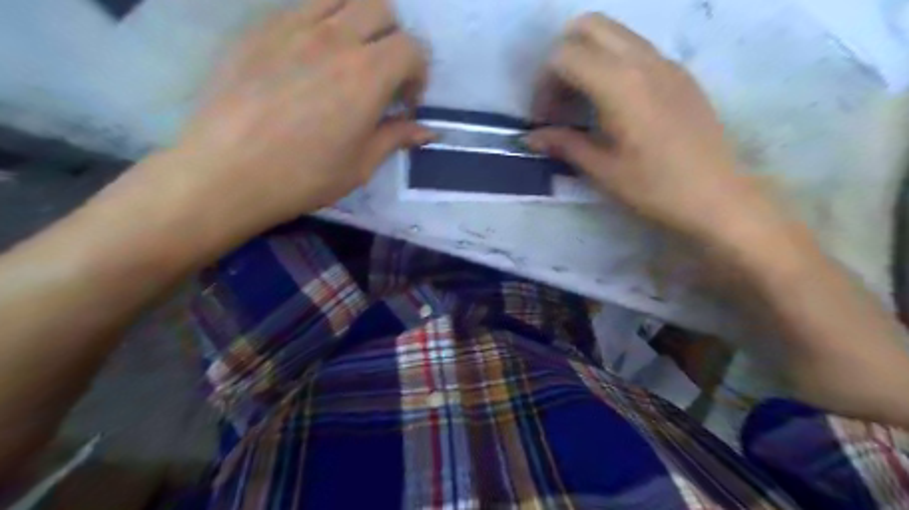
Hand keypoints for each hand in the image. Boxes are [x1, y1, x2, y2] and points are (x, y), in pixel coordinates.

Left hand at [136, 0, 432, 244]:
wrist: (226, 171)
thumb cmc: (303, 176)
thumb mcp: (360, 164)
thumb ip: (396, 137)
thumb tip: (427, 132)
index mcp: (367, 75)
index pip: (413, 47)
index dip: (419, 73)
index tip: (406, 102)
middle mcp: (335, 38)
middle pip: (382, 9)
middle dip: (394, 40)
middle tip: (384, 76)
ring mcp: (293, 26)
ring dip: (359, 22)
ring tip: (350, 59)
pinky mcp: (260, 28)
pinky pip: (303, 7)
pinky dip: (322, 23)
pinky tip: (311, 59)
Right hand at [530, 13, 777, 240]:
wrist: (718, 197)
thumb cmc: (655, 187)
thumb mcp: (602, 169)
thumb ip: (564, 144)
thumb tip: (530, 138)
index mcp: (620, 84)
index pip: (564, 55)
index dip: (544, 84)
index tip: (544, 119)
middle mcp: (643, 60)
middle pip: (589, 26)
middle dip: (563, 57)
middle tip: (559, 100)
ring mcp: (666, 63)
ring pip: (615, 34)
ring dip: (588, 58)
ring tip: (583, 104)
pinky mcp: (680, 74)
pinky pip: (637, 49)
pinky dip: (612, 64)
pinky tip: (614, 105)